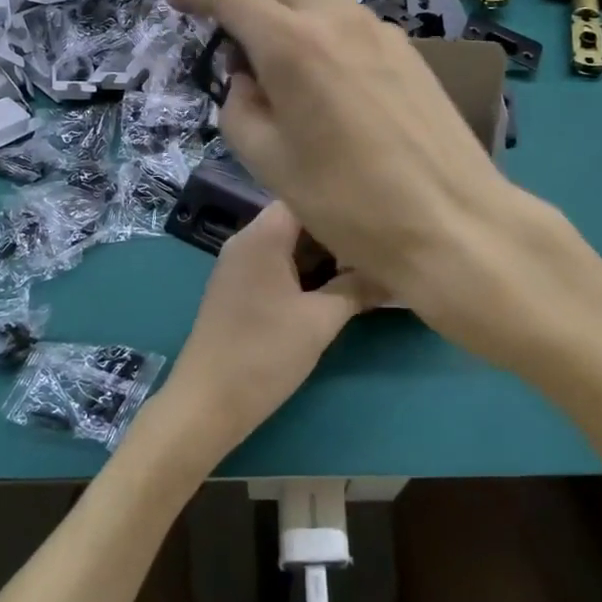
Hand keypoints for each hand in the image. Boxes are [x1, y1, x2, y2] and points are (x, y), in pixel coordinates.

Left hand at [155, 201, 382, 462]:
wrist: (207, 403)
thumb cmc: (265, 353)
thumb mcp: (320, 321)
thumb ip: (357, 289)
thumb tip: (394, 274)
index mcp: (262, 235)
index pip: (305, 197)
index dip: (341, 204)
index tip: (375, 217)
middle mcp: (246, 240)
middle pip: (298, 220)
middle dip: (336, 233)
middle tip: (376, 246)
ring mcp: (239, 265)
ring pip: (288, 245)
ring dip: (322, 255)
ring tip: (363, 266)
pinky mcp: (238, 289)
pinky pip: (276, 265)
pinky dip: (304, 271)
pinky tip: (332, 288)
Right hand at [169, 0, 516, 307]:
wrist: (453, 222)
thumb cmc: (349, 203)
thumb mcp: (269, 163)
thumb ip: (240, 109)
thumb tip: (245, 79)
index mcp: (293, 45)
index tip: (178, 2)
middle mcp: (338, 20)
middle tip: (232, 35)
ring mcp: (381, 31)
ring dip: (288, 12)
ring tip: (281, 68)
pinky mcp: (409, 51)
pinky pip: (352, 22)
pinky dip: (324, 31)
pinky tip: (328, 82)